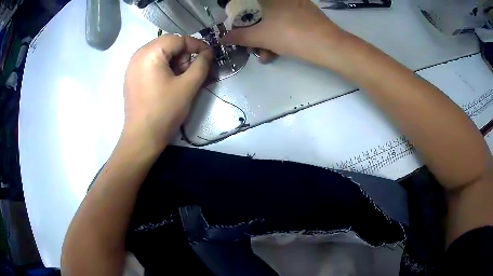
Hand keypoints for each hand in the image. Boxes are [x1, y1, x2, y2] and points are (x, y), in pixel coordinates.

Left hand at [123, 35, 212, 149]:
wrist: (142, 138)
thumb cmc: (164, 111)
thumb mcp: (188, 86)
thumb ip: (202, 64)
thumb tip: (208, 52)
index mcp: (150, 53)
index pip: (178, 39)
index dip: (196, 45)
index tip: (209, 56)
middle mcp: (138, 54)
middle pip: (168, 44)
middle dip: (183, 55)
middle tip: (190, 73)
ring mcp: (132, 66)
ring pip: (160, 54)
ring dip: (174, 62)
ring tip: (179, 81)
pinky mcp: (131, 77)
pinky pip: (151, 64)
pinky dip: (163, 68)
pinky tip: (167, 84)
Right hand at [222, 0, 345, 64]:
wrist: (329, 46)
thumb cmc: (291, 35)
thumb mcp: (261, 37)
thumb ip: (239, 37)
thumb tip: (223, 38)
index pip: (247, 4)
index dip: (239, 16)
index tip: (237, 28)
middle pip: (261, 12)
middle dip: (253, 32)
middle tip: (250, 46)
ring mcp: (297, 4)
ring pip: (274, 19)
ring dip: (265, 37)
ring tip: (264, 55)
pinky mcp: (306, 14)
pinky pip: (286, 22)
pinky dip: (279, 35)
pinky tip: (276, 52)